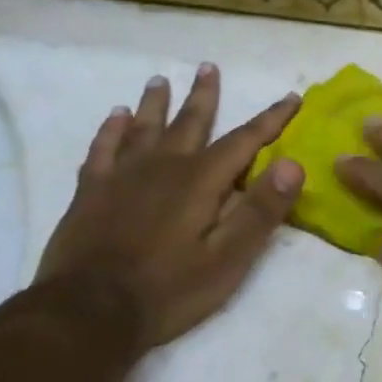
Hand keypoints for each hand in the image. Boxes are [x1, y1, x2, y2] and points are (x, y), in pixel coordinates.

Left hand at [37, 64, 303, 346]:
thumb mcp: (228, 259)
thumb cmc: (168, 290)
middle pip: (190, 122)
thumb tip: (294, 164)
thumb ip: (261, 210)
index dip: (271, 118)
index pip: (244, 140)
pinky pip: (103, 149)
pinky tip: (115, 117)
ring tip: (160, 80)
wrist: (87, 313)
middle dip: (204, 95)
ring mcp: (122, 176)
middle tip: (208, 67)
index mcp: (200, 181)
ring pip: (144, 128)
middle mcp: (163, 166)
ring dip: (155, 103)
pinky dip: (111, 130)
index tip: (292, 97)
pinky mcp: (91, 192)